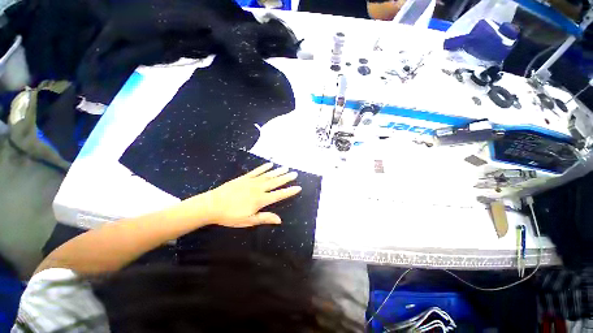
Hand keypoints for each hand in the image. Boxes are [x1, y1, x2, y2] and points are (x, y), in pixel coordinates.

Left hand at [186, 163, 301, 227]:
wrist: (212, 205)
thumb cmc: (231, 215)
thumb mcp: (248, 221)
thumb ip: (265, 218)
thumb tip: (280, 219)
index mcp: (260, 200)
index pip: (279, 194)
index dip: (289, 191)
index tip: (298, 187)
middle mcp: (259, 188)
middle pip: (275, 182)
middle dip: (286, 178)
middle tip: (295, 173)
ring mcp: (251, 181)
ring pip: (268, 175)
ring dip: (278, 171)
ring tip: (286, 167)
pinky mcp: (244, 177)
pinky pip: (257, 171)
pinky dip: (264, 167)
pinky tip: (270, 164)